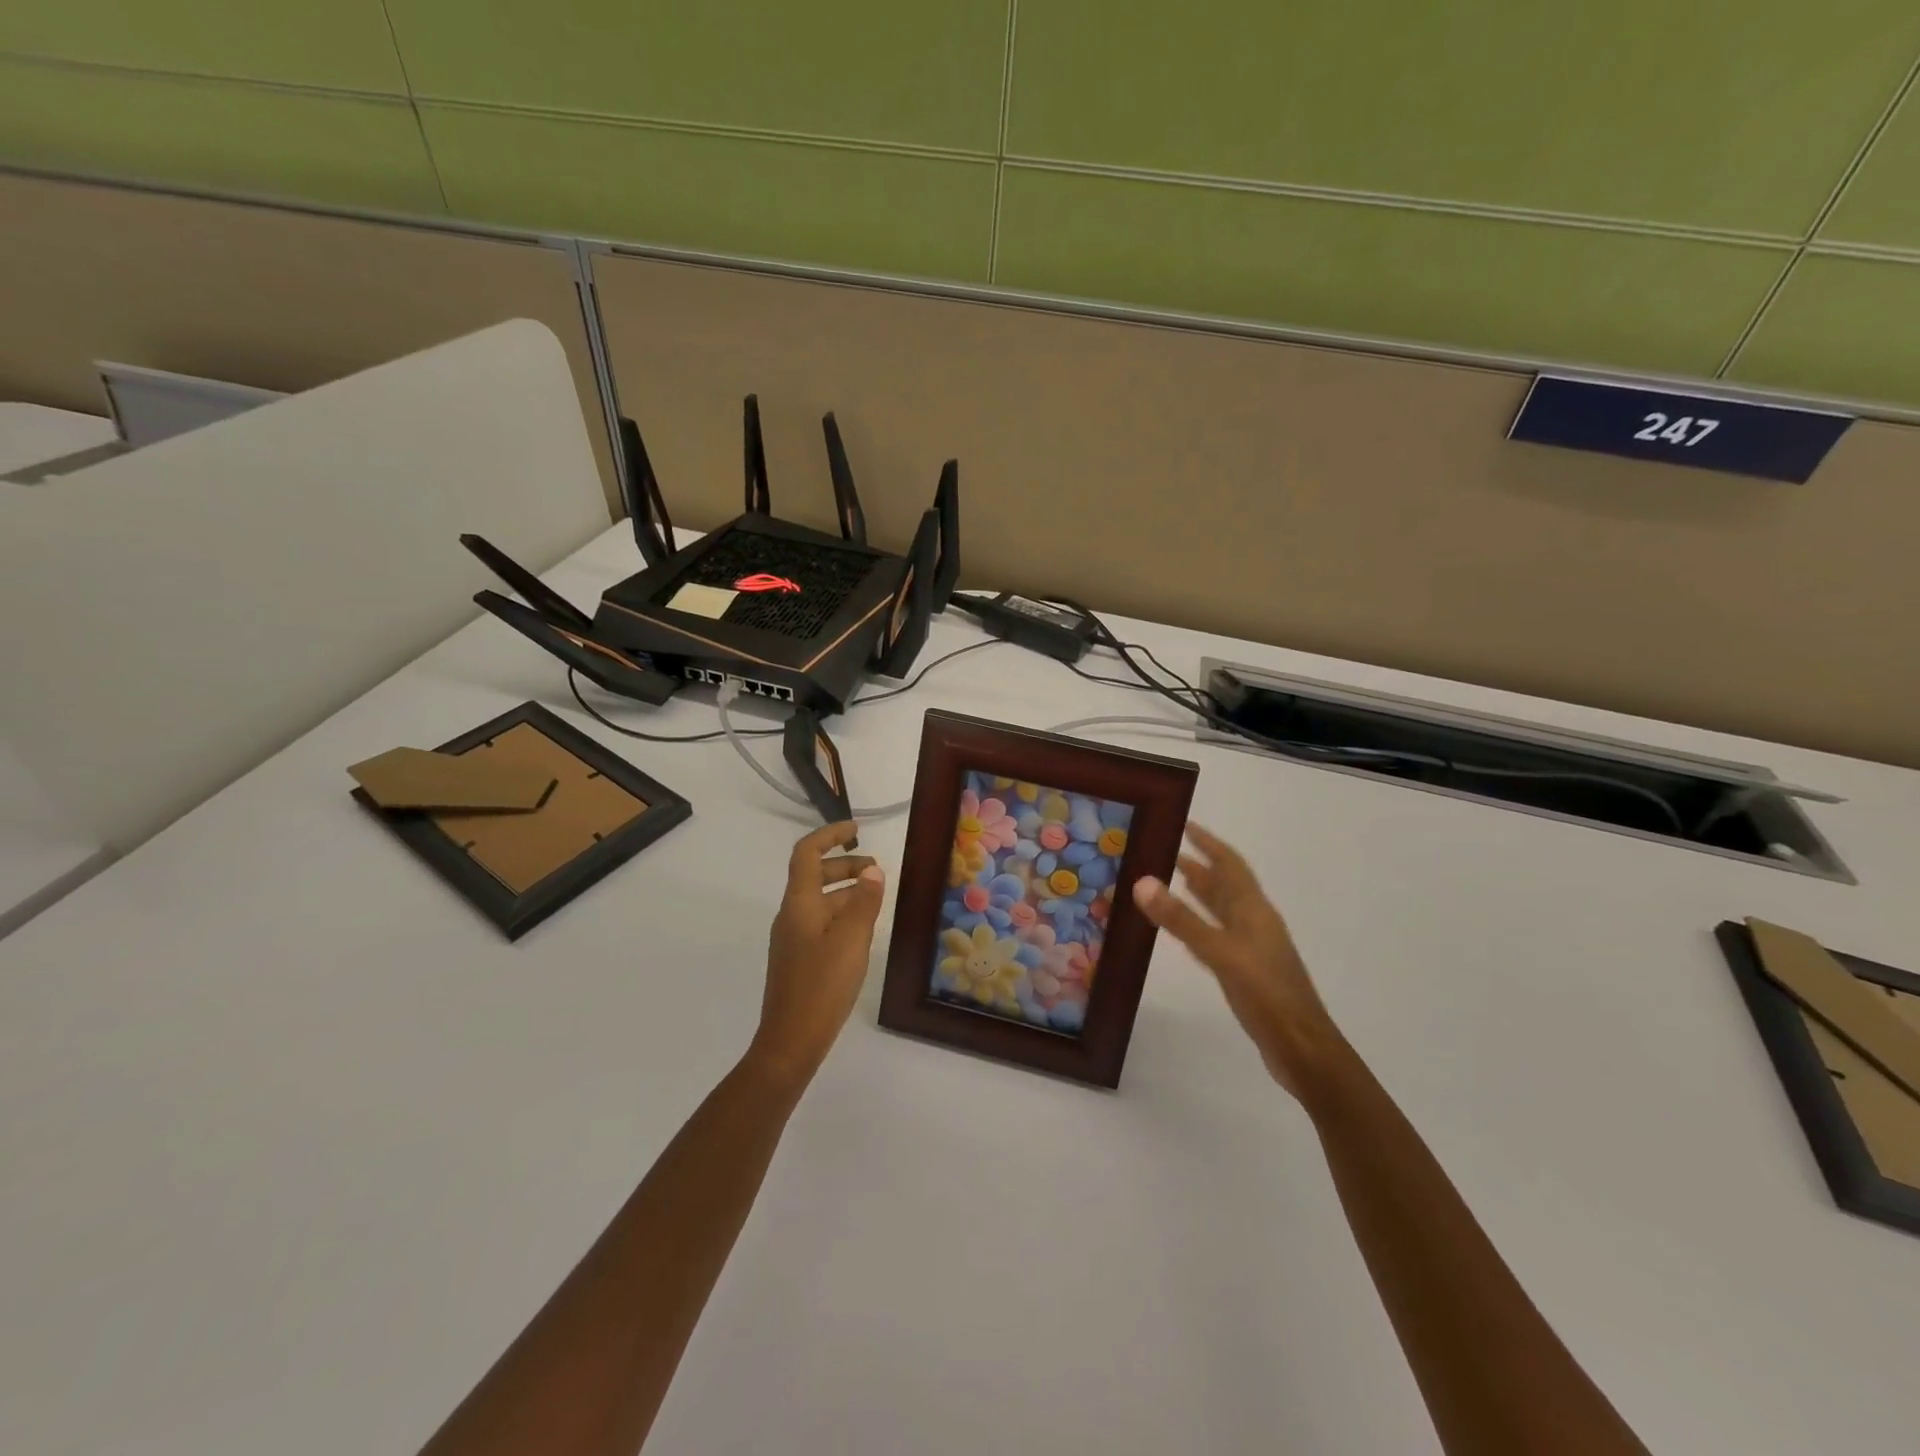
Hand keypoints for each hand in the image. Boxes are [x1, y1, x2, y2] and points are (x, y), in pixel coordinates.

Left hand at [750, 822, 887, 1084]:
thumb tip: (872, 870)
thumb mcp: (852, 940)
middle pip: (814, 875)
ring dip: (846, 891)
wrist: (791, 1041)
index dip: (830, 835)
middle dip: (844, 864)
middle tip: (877, 869)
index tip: (857, 829)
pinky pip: (822, 923)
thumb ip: (863, 902)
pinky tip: (864, 930)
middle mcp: (791, 915)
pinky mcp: (800, 959)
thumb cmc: (822, 986)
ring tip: (878, 898)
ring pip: (820, 901)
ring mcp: (793, 938)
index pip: (807, 853)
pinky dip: (843, 914)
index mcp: (799, 904)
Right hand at [1132, 823, 1340, 1099]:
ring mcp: (1252, 948)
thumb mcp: (1219, 952)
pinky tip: (1183, 931)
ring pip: (1220, 910)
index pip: (1229, 864)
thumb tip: (1142, 881)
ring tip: (1167, 881)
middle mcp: (1254, 922)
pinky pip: (1216, 935)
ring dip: (1197, 893)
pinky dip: (1198, 924)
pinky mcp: (1246, 971)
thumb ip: (1181, 919)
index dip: (1209, 843)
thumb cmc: (1265, 993)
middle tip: (1163, 851)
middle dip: (1197, 866)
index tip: (1183, 824)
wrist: (1302, 1048)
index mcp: (1253, 910)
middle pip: (1224, 885)